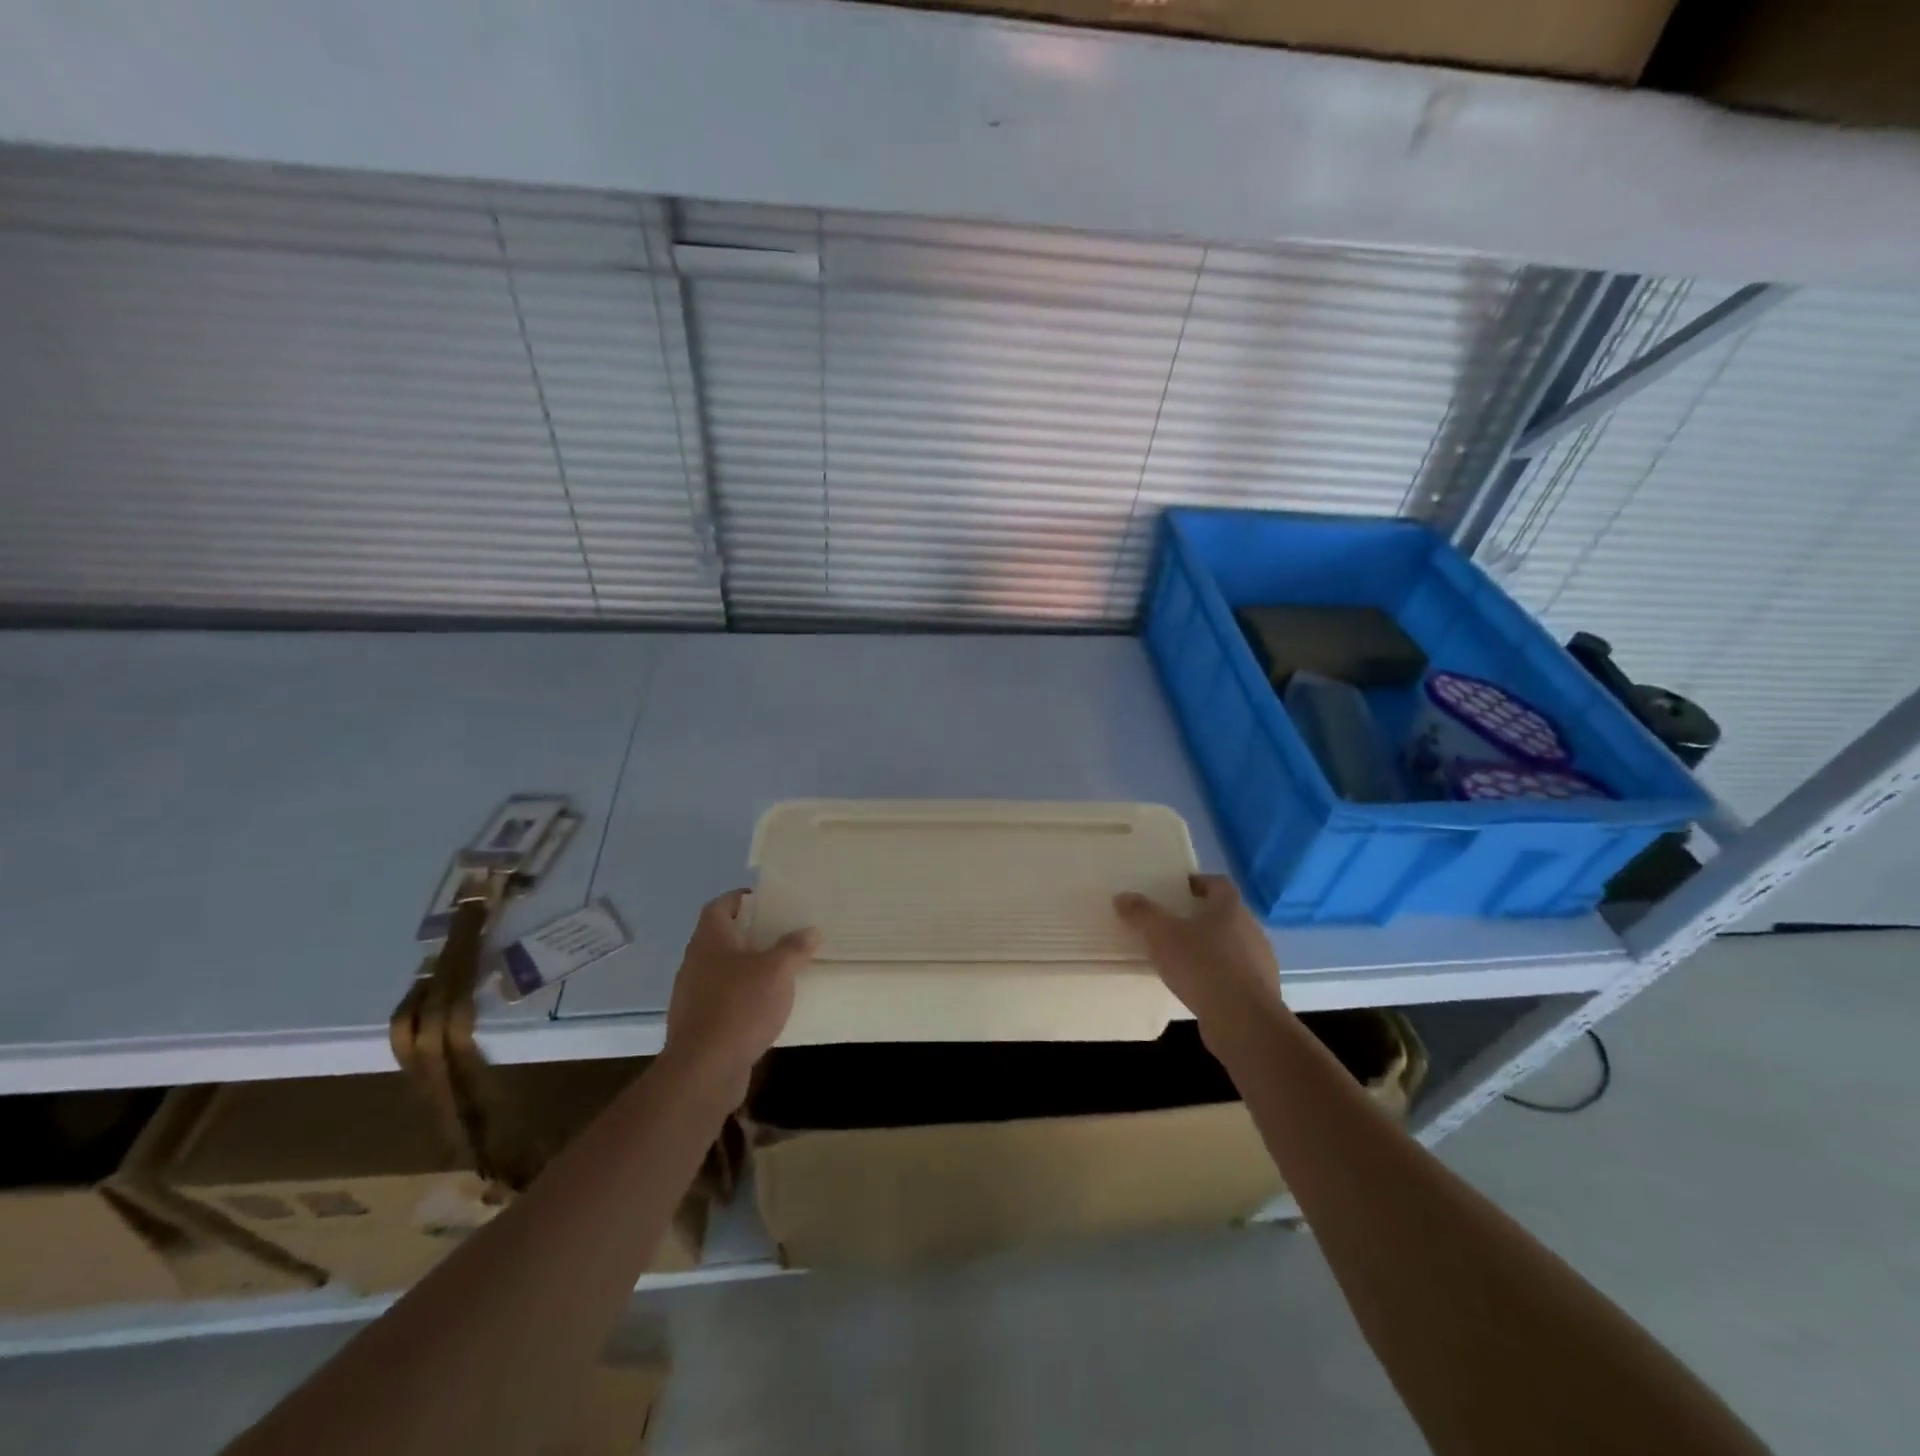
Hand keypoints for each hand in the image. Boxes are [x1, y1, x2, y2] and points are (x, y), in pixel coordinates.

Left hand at [663, 890, 819, 1097]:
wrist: (704, 1070)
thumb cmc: (740, 1007)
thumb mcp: (777, 971)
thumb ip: (794, 948)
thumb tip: (811, 930)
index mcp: (710, 940)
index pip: (719, 906)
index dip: (739, 899)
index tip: (766, 900)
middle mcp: (695, 962)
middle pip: (720, 937)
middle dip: (749, 934)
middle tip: (781, 933)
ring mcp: (692, 995)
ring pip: (721, 969)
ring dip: (746, 967)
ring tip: (779, 969)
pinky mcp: (697, 1024)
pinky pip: (722, 999)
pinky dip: (742, 996)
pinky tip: (766, 1006)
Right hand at [1115, 873, 1284, 1053]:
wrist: (1244, 1022)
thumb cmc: (1202, 965)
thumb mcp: (1161, 935)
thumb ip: (1142, 913)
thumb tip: (1122, 897)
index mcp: (1230, 908)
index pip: (1219, 884)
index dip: (1199, 883)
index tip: (1180, 889)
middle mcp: (1251, 929)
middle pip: (1227, 915)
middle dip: (1203, 917)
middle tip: (1175, 923)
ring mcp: (1261, 962)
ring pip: (1234, 946)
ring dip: (1213, 948)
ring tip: (1184, 958)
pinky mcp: (1260, 992)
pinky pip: (1237, 975)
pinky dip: (1220, 975)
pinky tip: (1200, 987)